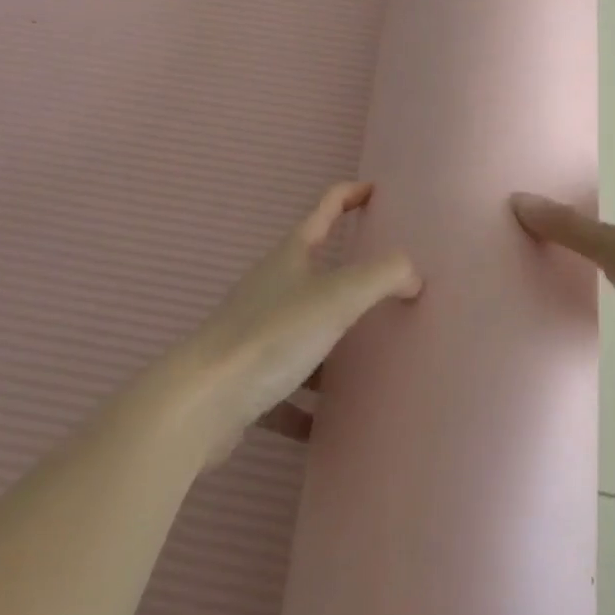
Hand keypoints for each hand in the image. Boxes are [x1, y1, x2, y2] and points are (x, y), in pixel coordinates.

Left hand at [187, 181, 419, 455]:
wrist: (200, 404)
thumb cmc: (274, 334)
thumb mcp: (340, 295)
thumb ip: (385, 275)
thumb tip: (413, 277)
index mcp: (290, 257)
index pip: (325, 210)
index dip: (351, 195)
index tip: (376, 191)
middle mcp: (270, 289)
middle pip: (314, 271)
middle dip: (348, 276)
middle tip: (387, 283)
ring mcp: (254, 335)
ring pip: (302, 332)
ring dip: (330, 343)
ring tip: (366, 359)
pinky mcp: (244, 380)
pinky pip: (285, 388)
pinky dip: (306, 403)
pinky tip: (326, 422)